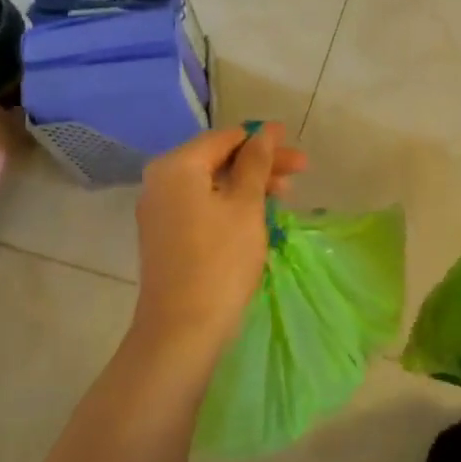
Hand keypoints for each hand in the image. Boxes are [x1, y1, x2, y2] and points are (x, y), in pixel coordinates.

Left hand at [129, 124, 307, 363]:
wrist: (182, 329)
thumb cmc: (220, 260)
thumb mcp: (246, 206)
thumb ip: (256, 163)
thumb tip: (265, 133)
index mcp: (176, 166)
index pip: (225, 138)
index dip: (262, 139)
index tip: (294, 144)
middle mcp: (160, 181)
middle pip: (217, 159)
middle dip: (259, 163)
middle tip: (301, 170)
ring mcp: (159, 210)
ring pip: (211, 184)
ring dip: (248, 184)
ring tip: (285, 194)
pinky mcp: (165, 235)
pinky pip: (201, 205)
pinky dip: (229, 203)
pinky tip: (257, 213)